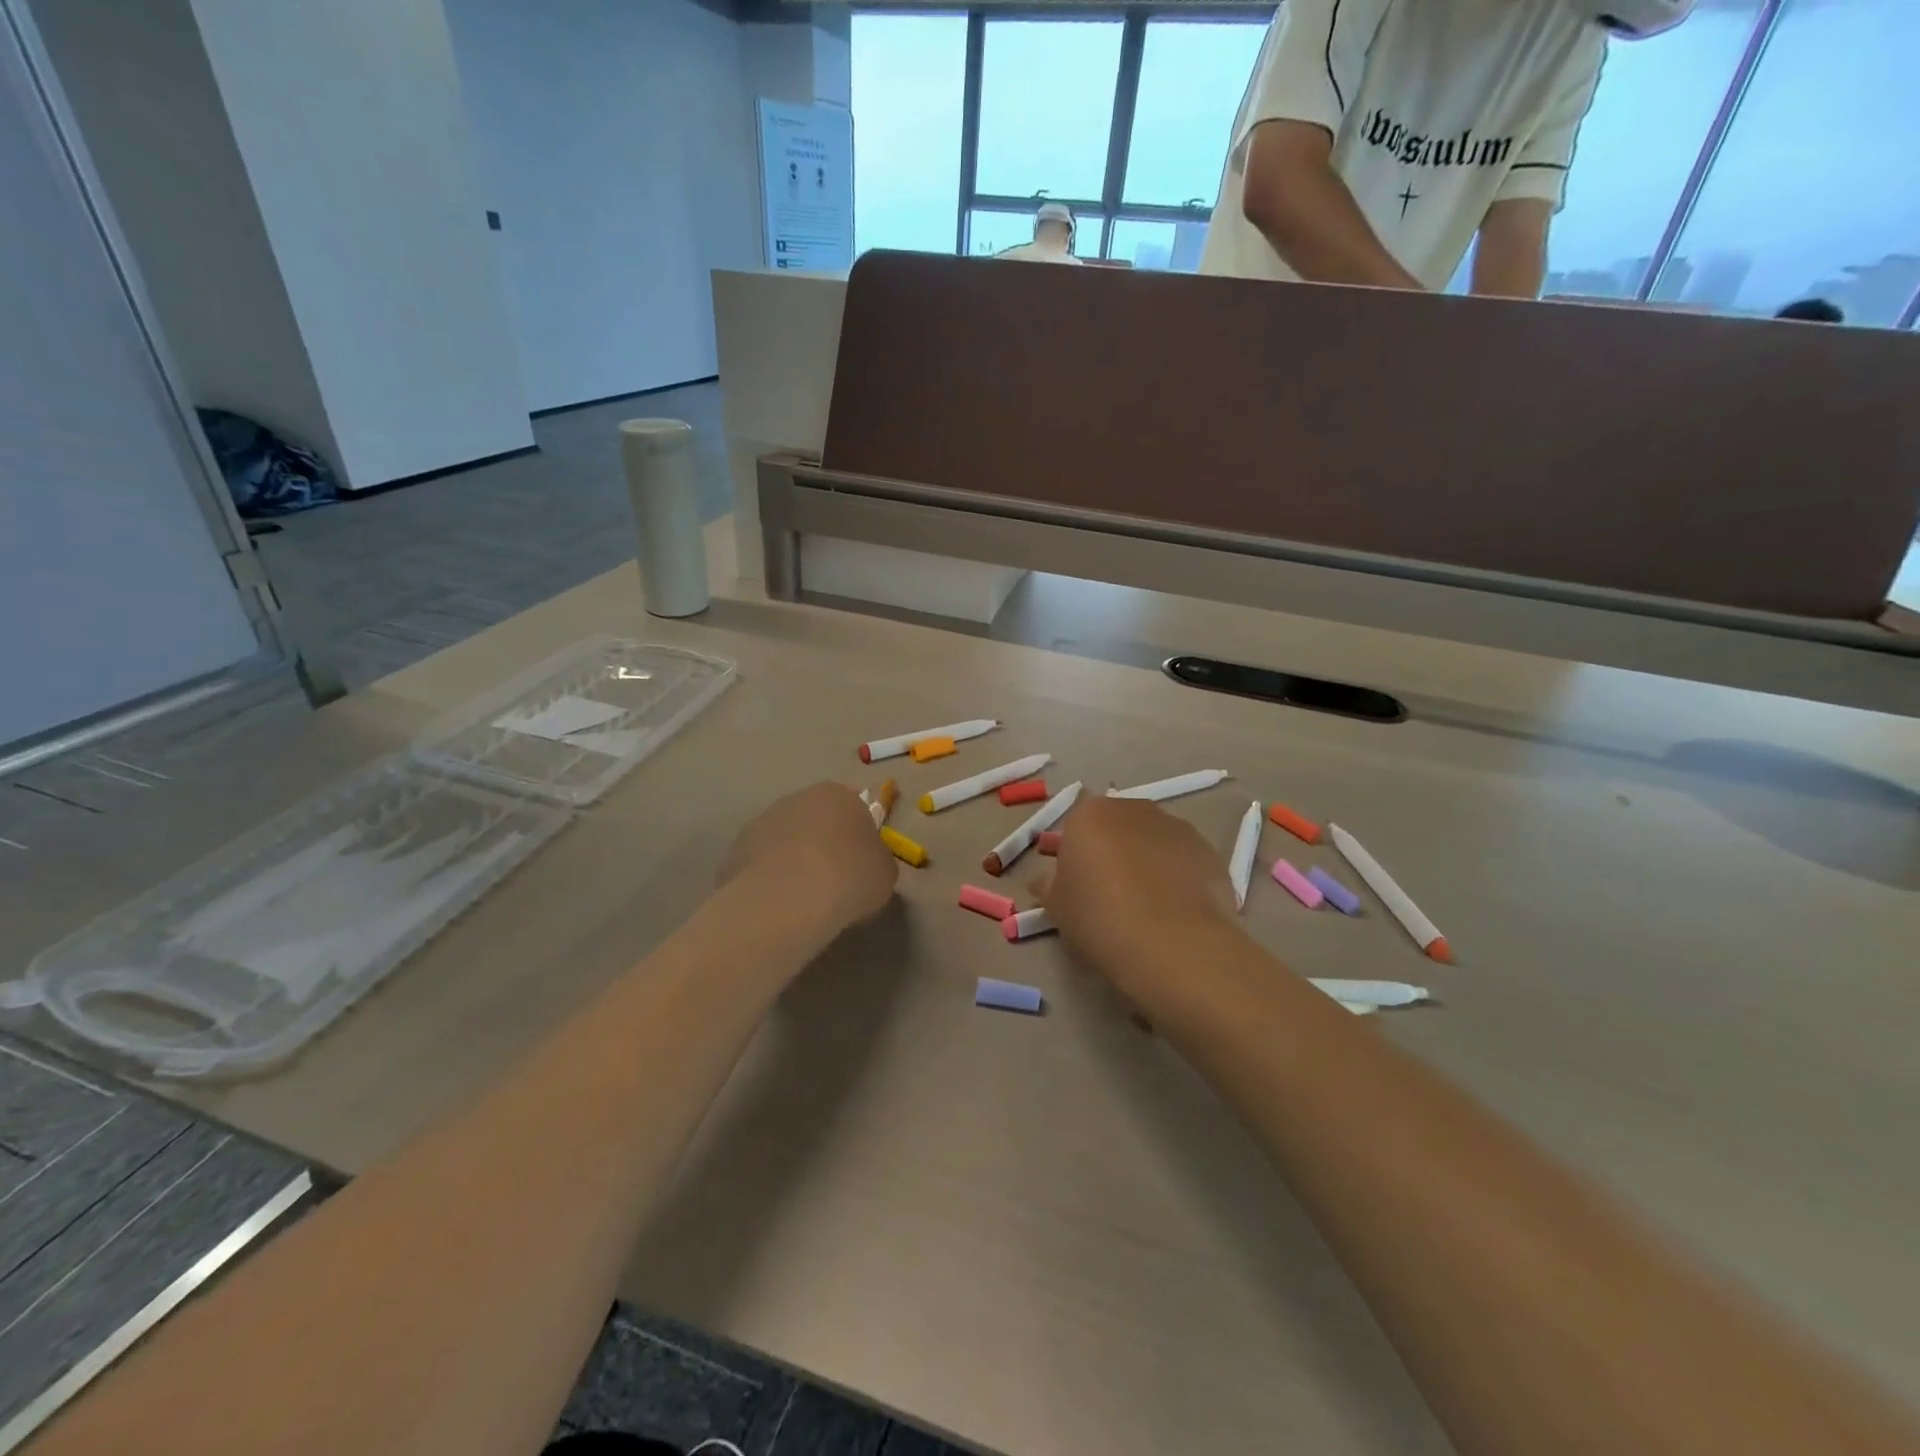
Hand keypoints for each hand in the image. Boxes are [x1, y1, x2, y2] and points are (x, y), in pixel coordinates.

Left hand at [717, 782, 897, 936]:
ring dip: (793, 861)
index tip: (861, 866)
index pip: (855, 810)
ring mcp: (762, 822)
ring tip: (803, 899)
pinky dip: (769, 880)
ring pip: (785, 841)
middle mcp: (798, 798)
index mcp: (839, 795)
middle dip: (823, 845)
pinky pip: (761, 865)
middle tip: (833, 881)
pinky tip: (778, 906)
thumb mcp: (884, 873)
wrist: (789, 899)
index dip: (859, 839)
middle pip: (816, 821)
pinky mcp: (736, 850)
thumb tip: (866, 864)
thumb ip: (876, 861)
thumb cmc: (849, 877)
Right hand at [1037, 795, 1239, 1014]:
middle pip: (1117, 827)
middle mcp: (1135, 809)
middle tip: (1108, 895)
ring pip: (1153, 842)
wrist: (1172, 945)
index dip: (1075, 855)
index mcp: (1091, 814)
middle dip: (1112, 852)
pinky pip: (1183, 862)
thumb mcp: (1056, 907)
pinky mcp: (1210, 853)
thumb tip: (1047, 880)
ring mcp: (1177, 828)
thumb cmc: (1099, 918)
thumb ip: (1049, 885)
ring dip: (1146, 863)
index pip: (1076, 825)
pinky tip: (1174, 915)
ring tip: (1146, 909)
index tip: (1077, 885)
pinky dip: (1177, 879)